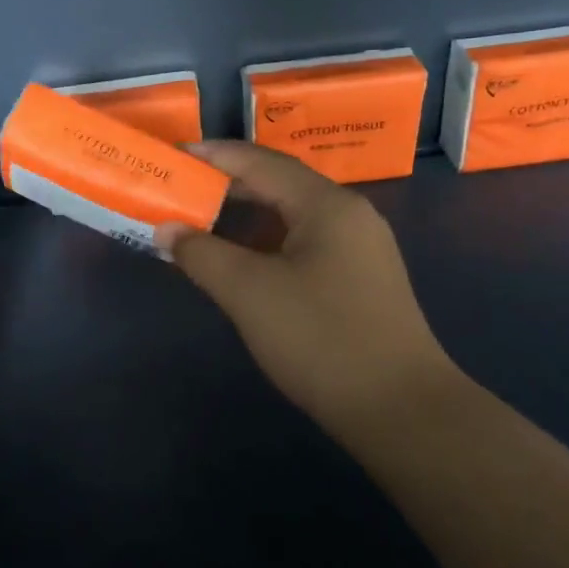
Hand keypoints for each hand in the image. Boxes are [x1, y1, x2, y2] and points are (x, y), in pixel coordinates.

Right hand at [156, 142, 459, 443]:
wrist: (402, 411)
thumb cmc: (321, 339)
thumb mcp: (249, 293)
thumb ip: (201, 254)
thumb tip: (165, 230)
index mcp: (326, 204)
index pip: (260, 161)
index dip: (213, 155)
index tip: (173, 157)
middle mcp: (348, 214)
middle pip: (279, 183)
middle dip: (227, 184)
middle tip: (181, 188)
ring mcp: (360, 248)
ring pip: (292, 215)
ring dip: (246, 215)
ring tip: (202, 220)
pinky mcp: (360, 279)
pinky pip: (304, 242)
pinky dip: (267, 241)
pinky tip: (243, 260)